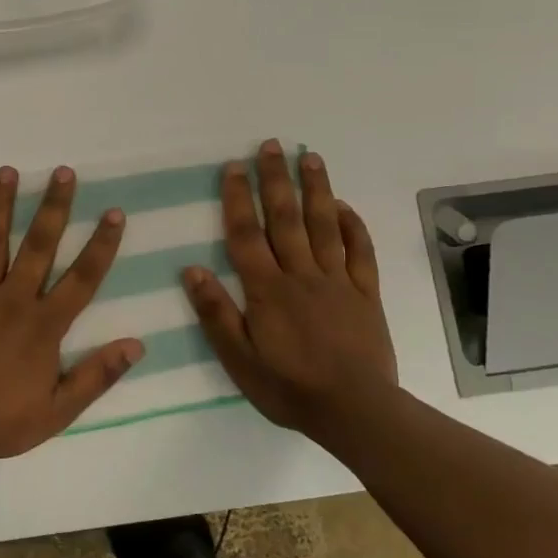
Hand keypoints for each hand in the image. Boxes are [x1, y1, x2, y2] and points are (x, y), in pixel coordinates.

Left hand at [0, 165, 144, 464]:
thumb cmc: (2, 421)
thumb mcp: (59, 410)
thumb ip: (97, 375)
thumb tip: (137, 344)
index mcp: (44, 326)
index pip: (82, 278)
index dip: (101, 244)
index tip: (114, 213)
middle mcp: (13, 300)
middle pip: (39, 246)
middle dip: (53, 207)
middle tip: (63, 172)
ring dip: (1, 205)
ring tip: (8, 171)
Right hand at [182, 141, 400, 437]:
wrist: (355, 411)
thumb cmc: (289, 387)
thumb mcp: (239, 359)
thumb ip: (216, 314)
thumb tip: (191, 270)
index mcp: (267, 290)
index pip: (247, 234)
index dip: (238, 198)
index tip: (234, 167)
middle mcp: (301, 275)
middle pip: (286, 218)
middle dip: (276, 179)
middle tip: (271, 145)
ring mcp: (338, 281)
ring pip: (324, 226)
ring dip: (316, 189)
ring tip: (309, 157)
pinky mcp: (366, 294)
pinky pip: (360, 252)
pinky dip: (353, 226)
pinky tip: (344, 207)